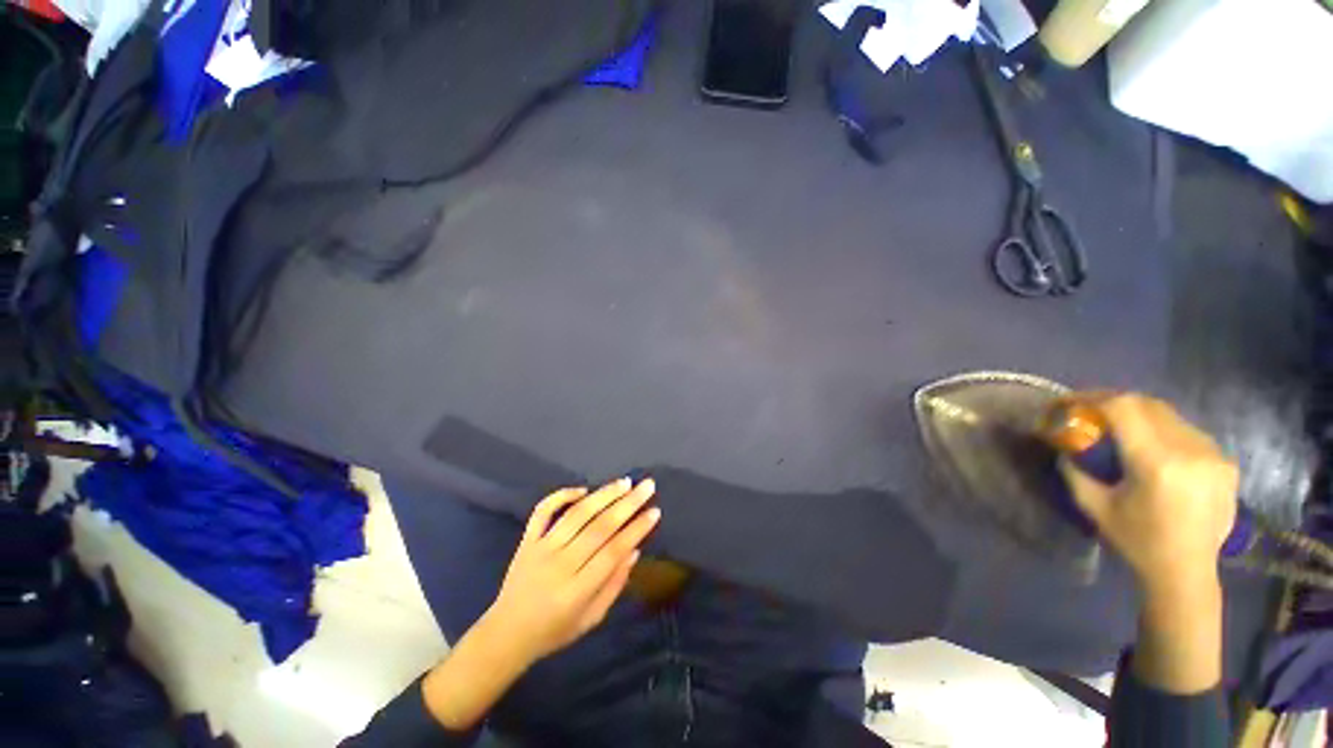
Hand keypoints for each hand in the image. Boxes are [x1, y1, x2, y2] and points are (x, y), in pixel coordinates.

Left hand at [483, 478, 661, 666]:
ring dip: (603, 495)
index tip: (655, 511)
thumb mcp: (590, 619)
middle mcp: (560, 565)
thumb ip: (614, 586)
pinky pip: (543, 511)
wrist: (505, 634)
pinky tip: (583, 489)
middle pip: (598, 527)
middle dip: (627, 504)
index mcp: (576, 590)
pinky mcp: (527, 540)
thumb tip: (634, 550)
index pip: (613, 552)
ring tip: (625, 482)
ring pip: (576, 514)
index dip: (636, 530)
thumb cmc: (553, 632)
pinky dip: (561, 495)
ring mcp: (541, 549)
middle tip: (647, 486)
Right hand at [1059, 393, 1236, 694]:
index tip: (1069, 403)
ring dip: (1139, 415)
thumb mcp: (1094, 505)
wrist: (1187, 572)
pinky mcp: (1225, 462)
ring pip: (1169, 415)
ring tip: (1120, 428)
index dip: (1092, 398)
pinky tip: (1153, 448)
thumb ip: (1075, 470)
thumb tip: (1062, 444)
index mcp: (1157, 463)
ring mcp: (1213, 455)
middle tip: (1090, 411)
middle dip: (1113, 402)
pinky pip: (1188, 431)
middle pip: (1147, 404)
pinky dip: (1163, 430)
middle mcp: (1190, 451)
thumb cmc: (1137, 541)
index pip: (1123, 408)